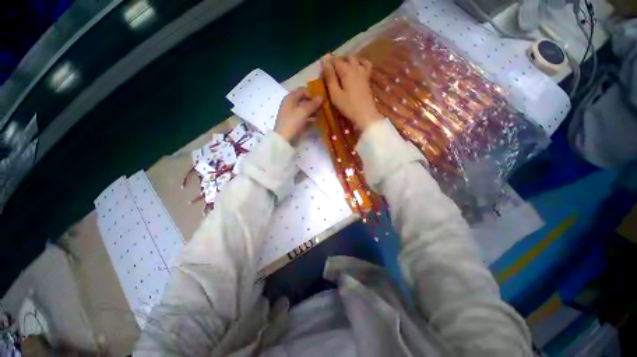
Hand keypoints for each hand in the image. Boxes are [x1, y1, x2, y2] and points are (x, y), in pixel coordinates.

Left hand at [274, 88, 322, 143]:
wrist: (284, 140)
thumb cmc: (292, 123)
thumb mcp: (303, 111)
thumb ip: (313, 104)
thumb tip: (321, 96)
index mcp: (290, 98)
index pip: (302, 90)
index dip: (311, 93)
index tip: (321, 99)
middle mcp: (290, 105)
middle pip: (304, 101)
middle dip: (314, 103)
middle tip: (323, 108)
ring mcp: (292, 115)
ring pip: (305, 110)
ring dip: (313, 112)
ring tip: (322, 115)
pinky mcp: (295, 124)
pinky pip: (304, 119)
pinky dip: (310, 119)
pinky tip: (317, 122)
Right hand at [322, 54, 382, 130]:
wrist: (365, 115)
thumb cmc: (348, 107)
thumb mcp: (335, 95)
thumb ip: (330, 78)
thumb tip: (325, 63)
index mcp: (346, 71)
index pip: (335, 61)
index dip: (328, 64)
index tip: (323, 71)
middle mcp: (356, 68)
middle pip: (346, 58)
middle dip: (338, 61)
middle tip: (331, 71)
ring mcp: (364, 72)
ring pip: (356, 59)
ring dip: (348, 60)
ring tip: (342, 68)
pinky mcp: (368, 78)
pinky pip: (366, 64)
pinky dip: (360, 62)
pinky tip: (357, 67)